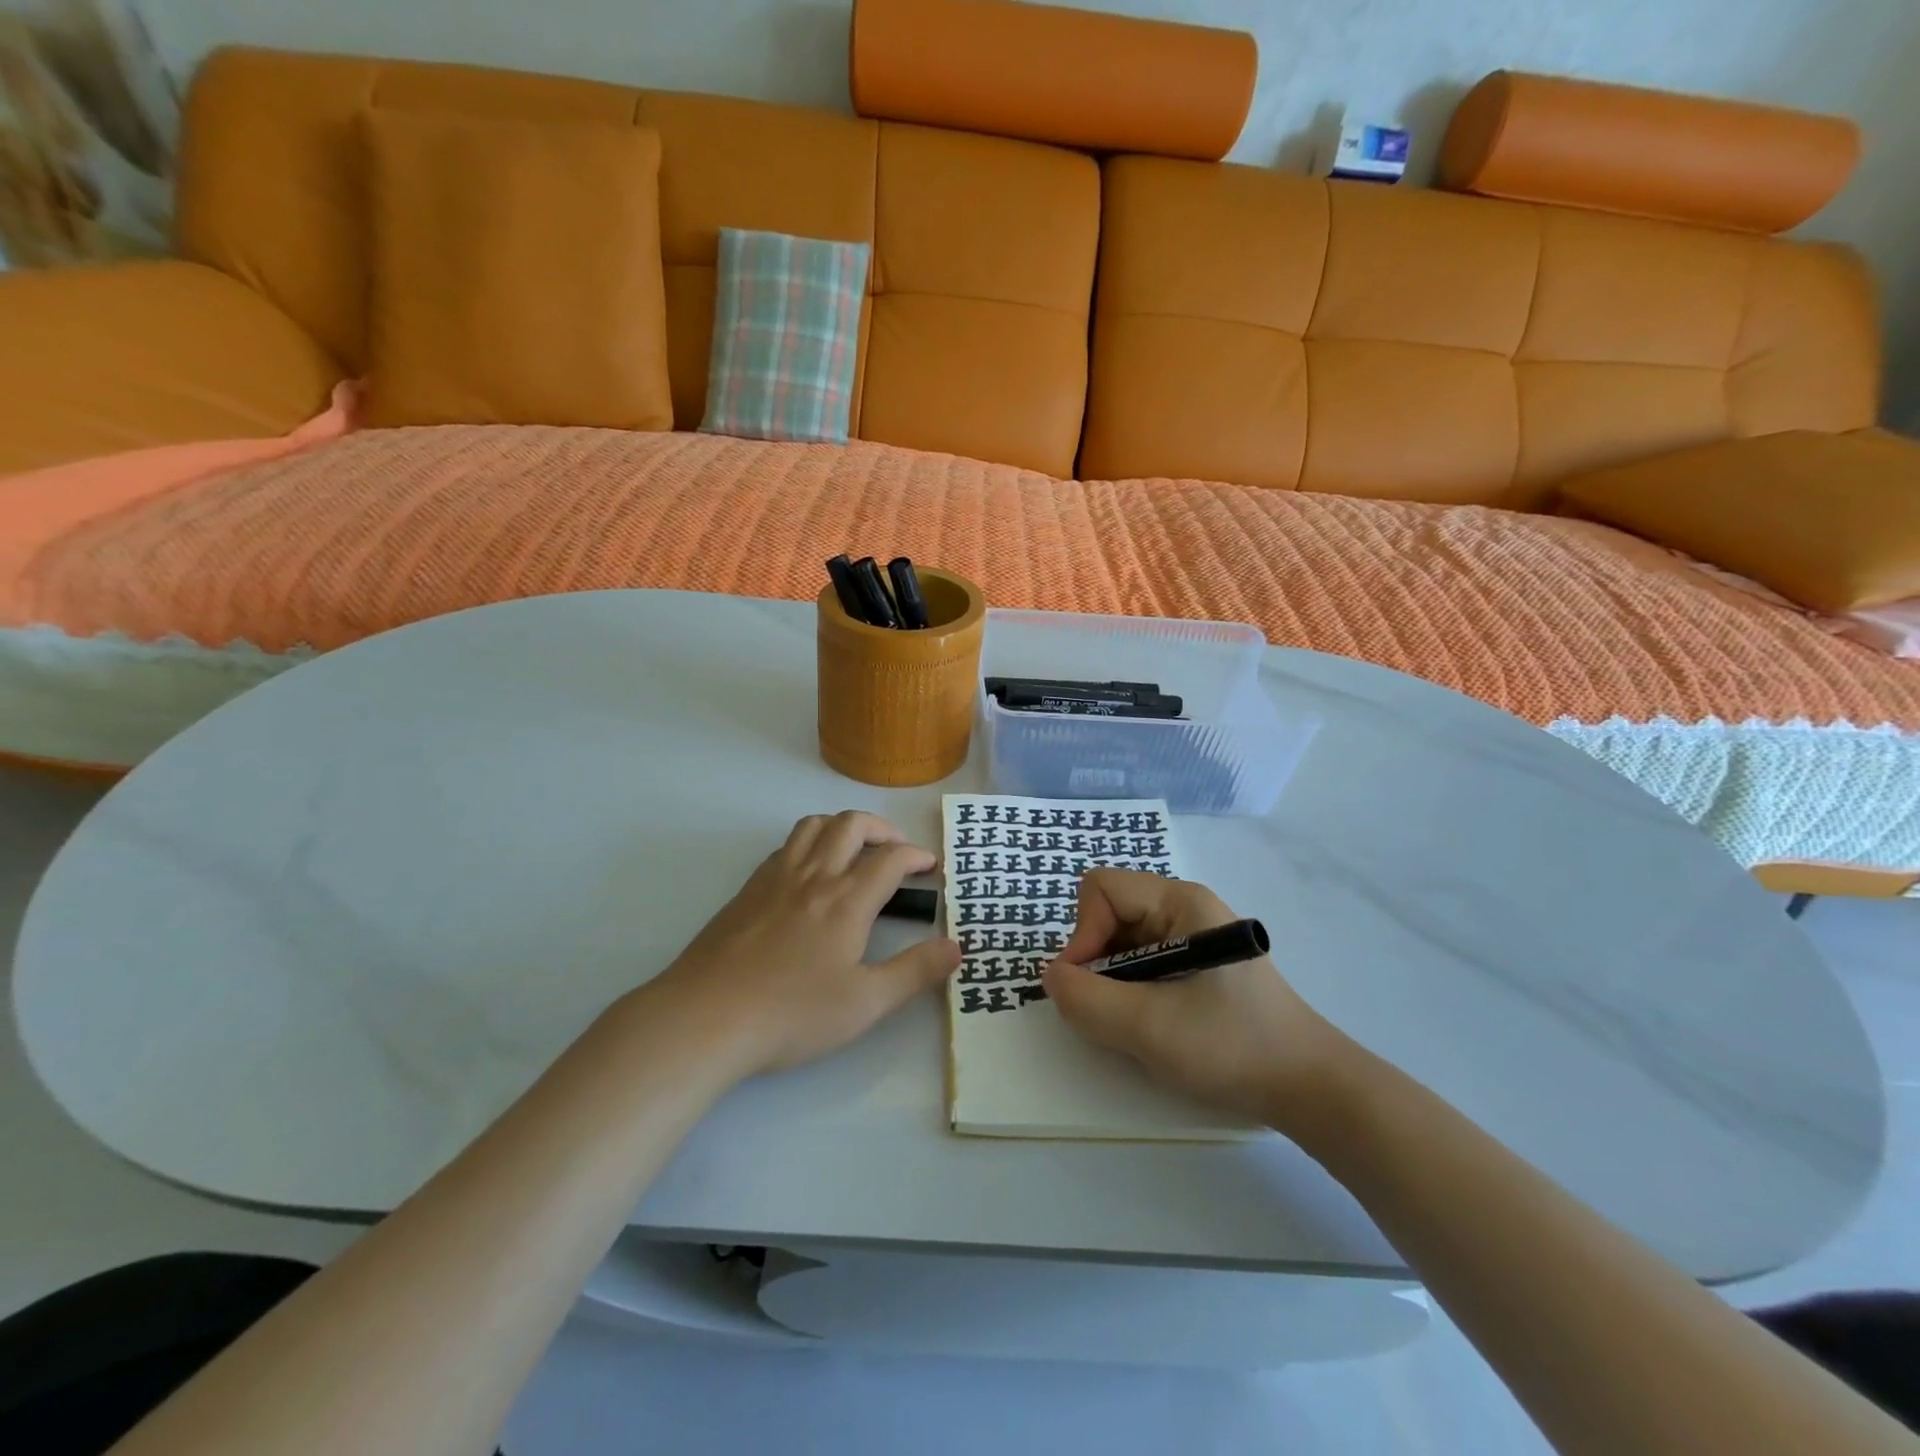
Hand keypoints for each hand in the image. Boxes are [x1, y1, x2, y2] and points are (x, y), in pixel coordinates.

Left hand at [646, 811, 960, 1078]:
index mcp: (847, 899)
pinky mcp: (747, 890)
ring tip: (855, 850)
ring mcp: (775, 878)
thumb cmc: (792, 1013)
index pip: (890, 858)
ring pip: (813, 825)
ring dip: (842, 827)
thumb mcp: (865, 1004)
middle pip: (852, 825)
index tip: (930, 866)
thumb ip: (914, 972)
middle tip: (897, 851)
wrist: (705, 1017)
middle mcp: (814, 875)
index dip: (917, 855)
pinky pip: (785, 846)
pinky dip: (809, 843)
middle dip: (882, 829)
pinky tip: (809, 874)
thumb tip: (956, 947)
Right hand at [1041, 870, 1341, 1127]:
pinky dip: (1130, 989)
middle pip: (1109, 911)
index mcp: (1180, 901)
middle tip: (1107, 1008)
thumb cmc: (1231, 1046)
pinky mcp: (1196, 964)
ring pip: (1122, 939)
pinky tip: (1150, 1022)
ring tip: (1131, 1021)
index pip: (1101, 889)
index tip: (1084, 985)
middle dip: (1095, 959)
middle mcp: (1184, 907)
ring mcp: (1192, 935)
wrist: (1308, 1087)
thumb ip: (1087, 999)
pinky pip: (1141, 960)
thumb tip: (1051, 976)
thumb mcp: (1149, 1027)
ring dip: (1112, 978)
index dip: (1082, 932)